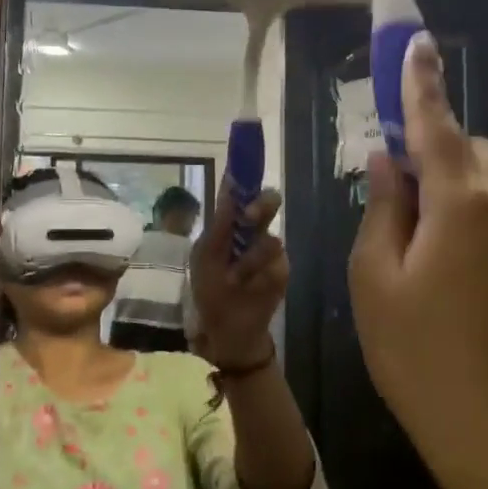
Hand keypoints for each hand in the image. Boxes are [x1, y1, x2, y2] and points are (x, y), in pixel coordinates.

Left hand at [189, 186, 286, 366]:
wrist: (226, 328)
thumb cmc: (210, 289)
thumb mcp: (205, 255)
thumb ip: (220, 222)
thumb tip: (229, 185)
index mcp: (231, 223)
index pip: (240, 192)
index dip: (244, 174)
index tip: (243, 160)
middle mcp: (254, 230)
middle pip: (269, 202)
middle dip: (261, 205)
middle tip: (248, 216)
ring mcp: (270, 251)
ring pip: (271, 239)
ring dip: (249, 260)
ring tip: (234, 279)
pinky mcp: (282, 272)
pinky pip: (277, 265)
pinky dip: (258, 277)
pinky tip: (247, 288)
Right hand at [348, 33, 487, 488]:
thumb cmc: (415, 352)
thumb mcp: (375, 278)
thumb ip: (383, 208)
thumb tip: (386, 162)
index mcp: (460, 203)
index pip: (434, 126)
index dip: (421, 84)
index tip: (416, 44)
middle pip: (469, 152)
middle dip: (433, 148)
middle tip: (393, 184)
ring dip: (453, 188)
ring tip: (417, 237)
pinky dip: (473, 221)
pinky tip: (448, 274)